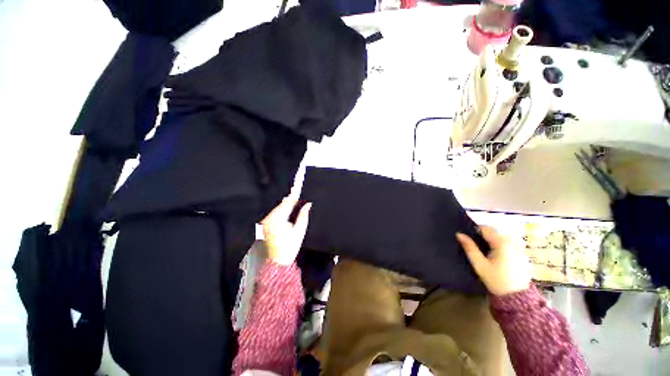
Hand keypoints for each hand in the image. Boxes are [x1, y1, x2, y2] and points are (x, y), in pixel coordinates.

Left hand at [261, 198, 311, 265]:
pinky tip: (286, 213)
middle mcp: (269, 218)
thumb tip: (308, 204)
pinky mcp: (264, 225)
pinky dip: (280, 211)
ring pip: (277, 209)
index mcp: (278, 219)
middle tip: (298, 194)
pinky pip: (273, 214)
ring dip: (285, 206)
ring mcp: (265, 222)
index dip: (294, 194)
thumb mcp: (300, 231)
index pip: (288, 203)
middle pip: (281, 205)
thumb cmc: (290, 247)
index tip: (298, 186)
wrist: (277, 261)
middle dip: (290, 200)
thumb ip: (303, 215)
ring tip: (294, 203)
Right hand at [456, 226, 530, 295]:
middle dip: (485, 236)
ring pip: (503, 237)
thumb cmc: (496, 280)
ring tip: (488, 252)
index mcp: (502, 243)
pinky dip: (502, 246)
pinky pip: (510, 244)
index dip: (476, 231)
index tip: (471, 240)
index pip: (486, 228)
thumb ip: (469, 247)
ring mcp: (520, 248)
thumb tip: (459, 234)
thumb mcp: (479, 264)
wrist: (517, 298)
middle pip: (495, 232)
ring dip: (494, 240)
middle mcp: (513, 242)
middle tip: (478, 247)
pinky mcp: (524, 255)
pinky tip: (499, 258)